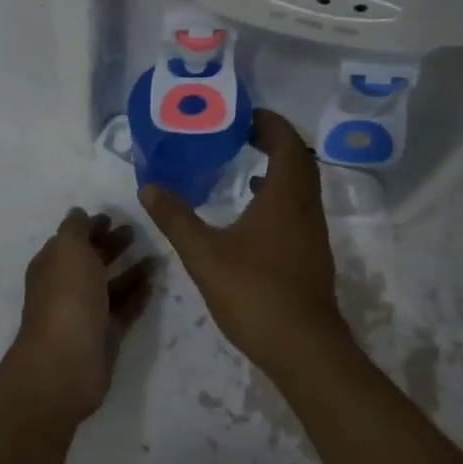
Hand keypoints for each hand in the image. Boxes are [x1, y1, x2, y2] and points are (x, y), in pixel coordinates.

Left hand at [7, 209, 155, 427]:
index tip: (113, 217)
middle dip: (112, 245)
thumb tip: (79, 213)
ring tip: (156, 257)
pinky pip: (125, 309)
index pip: (72, 240)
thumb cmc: (67, 297)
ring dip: (131, 270)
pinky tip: (155, 283)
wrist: (67, 363)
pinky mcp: (106, 334)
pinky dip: (138, 295)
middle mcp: (68, 287)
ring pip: (112, 285)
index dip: (91, 227)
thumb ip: (76, 228)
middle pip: (92, 260)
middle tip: (137, 232)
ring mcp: (87, 312)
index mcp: (53, 265)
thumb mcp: (69, 249)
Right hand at [140, 111, 351, 383]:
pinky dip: (279, 197)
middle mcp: (306, 208)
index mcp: (286, 196)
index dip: (269, 123)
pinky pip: (299, 209)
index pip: (287, 142)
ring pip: (302, 187)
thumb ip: (176, 218)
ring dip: (279, 170)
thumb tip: (148, 187)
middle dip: (274, 142)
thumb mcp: (204, 254)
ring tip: (244, 168)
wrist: (304, 348)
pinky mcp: (312, 255)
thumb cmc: (255, 292)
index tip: (243, 116)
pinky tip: (253, 214)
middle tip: (241, 135)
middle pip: (299, 161)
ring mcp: (313, 233)